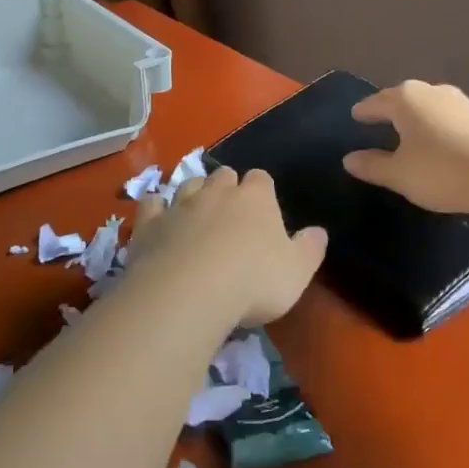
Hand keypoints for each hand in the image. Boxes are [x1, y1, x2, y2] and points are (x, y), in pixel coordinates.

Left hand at [130, 167, 327, 326]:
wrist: (188, 292)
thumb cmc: (253, 282)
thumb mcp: (297, 272)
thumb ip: (310, 248)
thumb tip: (318, 231)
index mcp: (255, 198)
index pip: (261, 178)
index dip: (262, 191)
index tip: (264, 209)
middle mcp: (217, 192)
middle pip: (223, 175)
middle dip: (227, 187)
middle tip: (230, 213)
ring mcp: (180, 204)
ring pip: (188, 184)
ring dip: (193, 194)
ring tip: (197, 214)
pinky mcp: (150, 223)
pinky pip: (151, 204)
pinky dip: (156, 208)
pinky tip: (158, 218)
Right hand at [342, 80, 468, 215]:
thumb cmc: (442, 171)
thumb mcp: (400, 175)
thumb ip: (373, 166)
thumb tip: (349, 159)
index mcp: (406, 100)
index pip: (376, 102)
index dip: (364, 111)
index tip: (355, 115)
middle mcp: (433, 92)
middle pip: (405, 98)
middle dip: (392, 109)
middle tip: (380, 120)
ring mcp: (462, 102)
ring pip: (431, 106)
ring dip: (419, 117)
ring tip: (411, 132)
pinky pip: (451, 118)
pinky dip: (440, 126)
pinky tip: (441, 142)